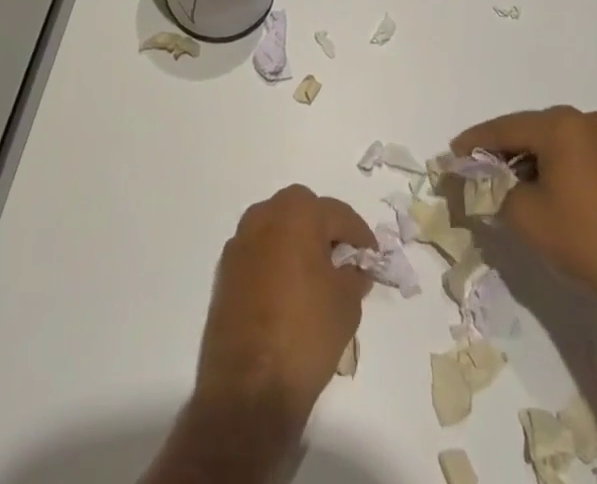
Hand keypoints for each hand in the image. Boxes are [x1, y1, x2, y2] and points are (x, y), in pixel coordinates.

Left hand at [192, 185, 375, 436]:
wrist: (248, 387)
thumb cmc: (306, 333)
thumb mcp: (347, 304)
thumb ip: (354, 276)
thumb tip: (352, 268)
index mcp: (297, 213)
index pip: (338, 213)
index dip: (360, 235)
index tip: (372, 256)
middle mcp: (264, 216)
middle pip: (302, 210)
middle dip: (324, 228)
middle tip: (341, 259)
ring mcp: (239, 243)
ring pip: (276, 227)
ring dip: (296, 241)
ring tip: (313, 275)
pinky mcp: (224, 271)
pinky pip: (258, 252)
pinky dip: (274, 261)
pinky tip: (286, 291)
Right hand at [452, 106, 596, 323]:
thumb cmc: (582, 239)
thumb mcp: (524, 214)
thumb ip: (492, 188)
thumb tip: (475, 178)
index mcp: (560, 124)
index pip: (505, 128)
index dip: (476, 141)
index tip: (453, 153)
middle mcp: (584, 119)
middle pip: (529, 129)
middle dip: (502, 148)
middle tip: (476, 167)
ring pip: (551, 138)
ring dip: (527, 156)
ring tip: (504, 178)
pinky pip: (572, 148)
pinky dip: (552, 161)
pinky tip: (538, 183)